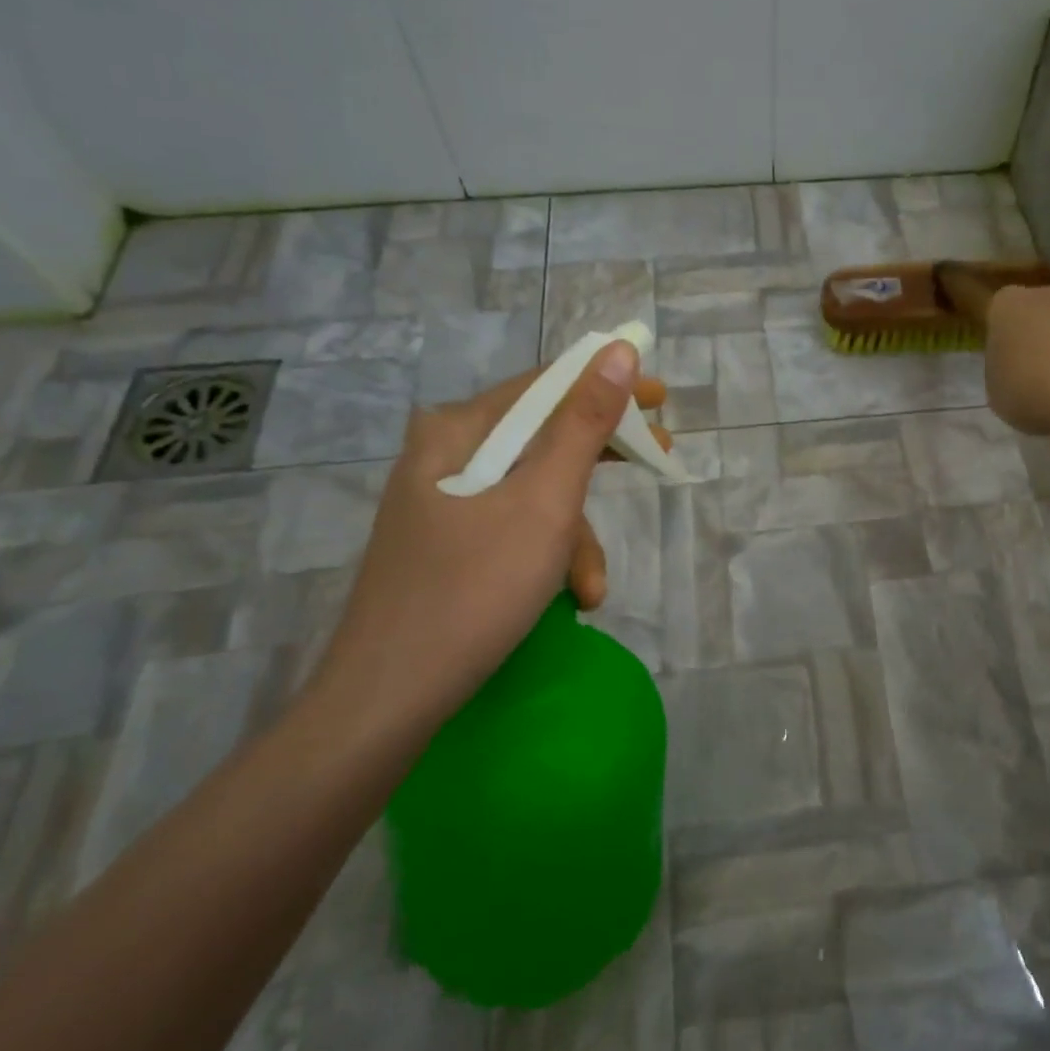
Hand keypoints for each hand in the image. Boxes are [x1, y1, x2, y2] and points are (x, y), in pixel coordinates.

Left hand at [313, 342, 669, 731]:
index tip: (661, 399)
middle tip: (659, 460)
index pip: (545, 385)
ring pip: (532, 492)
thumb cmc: (474, 589)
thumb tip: (619, 352)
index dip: (608, 384)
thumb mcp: (545, 503)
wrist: (388, 699)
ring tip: (591, 589)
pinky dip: (547, 555)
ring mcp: (442, 503)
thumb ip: (584, 424)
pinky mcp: (447, 544)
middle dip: (601, 460)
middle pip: (541, 437)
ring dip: (574, 535)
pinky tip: (568, 597)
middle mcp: (444, 455)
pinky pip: (513, 527)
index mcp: (457, 430)